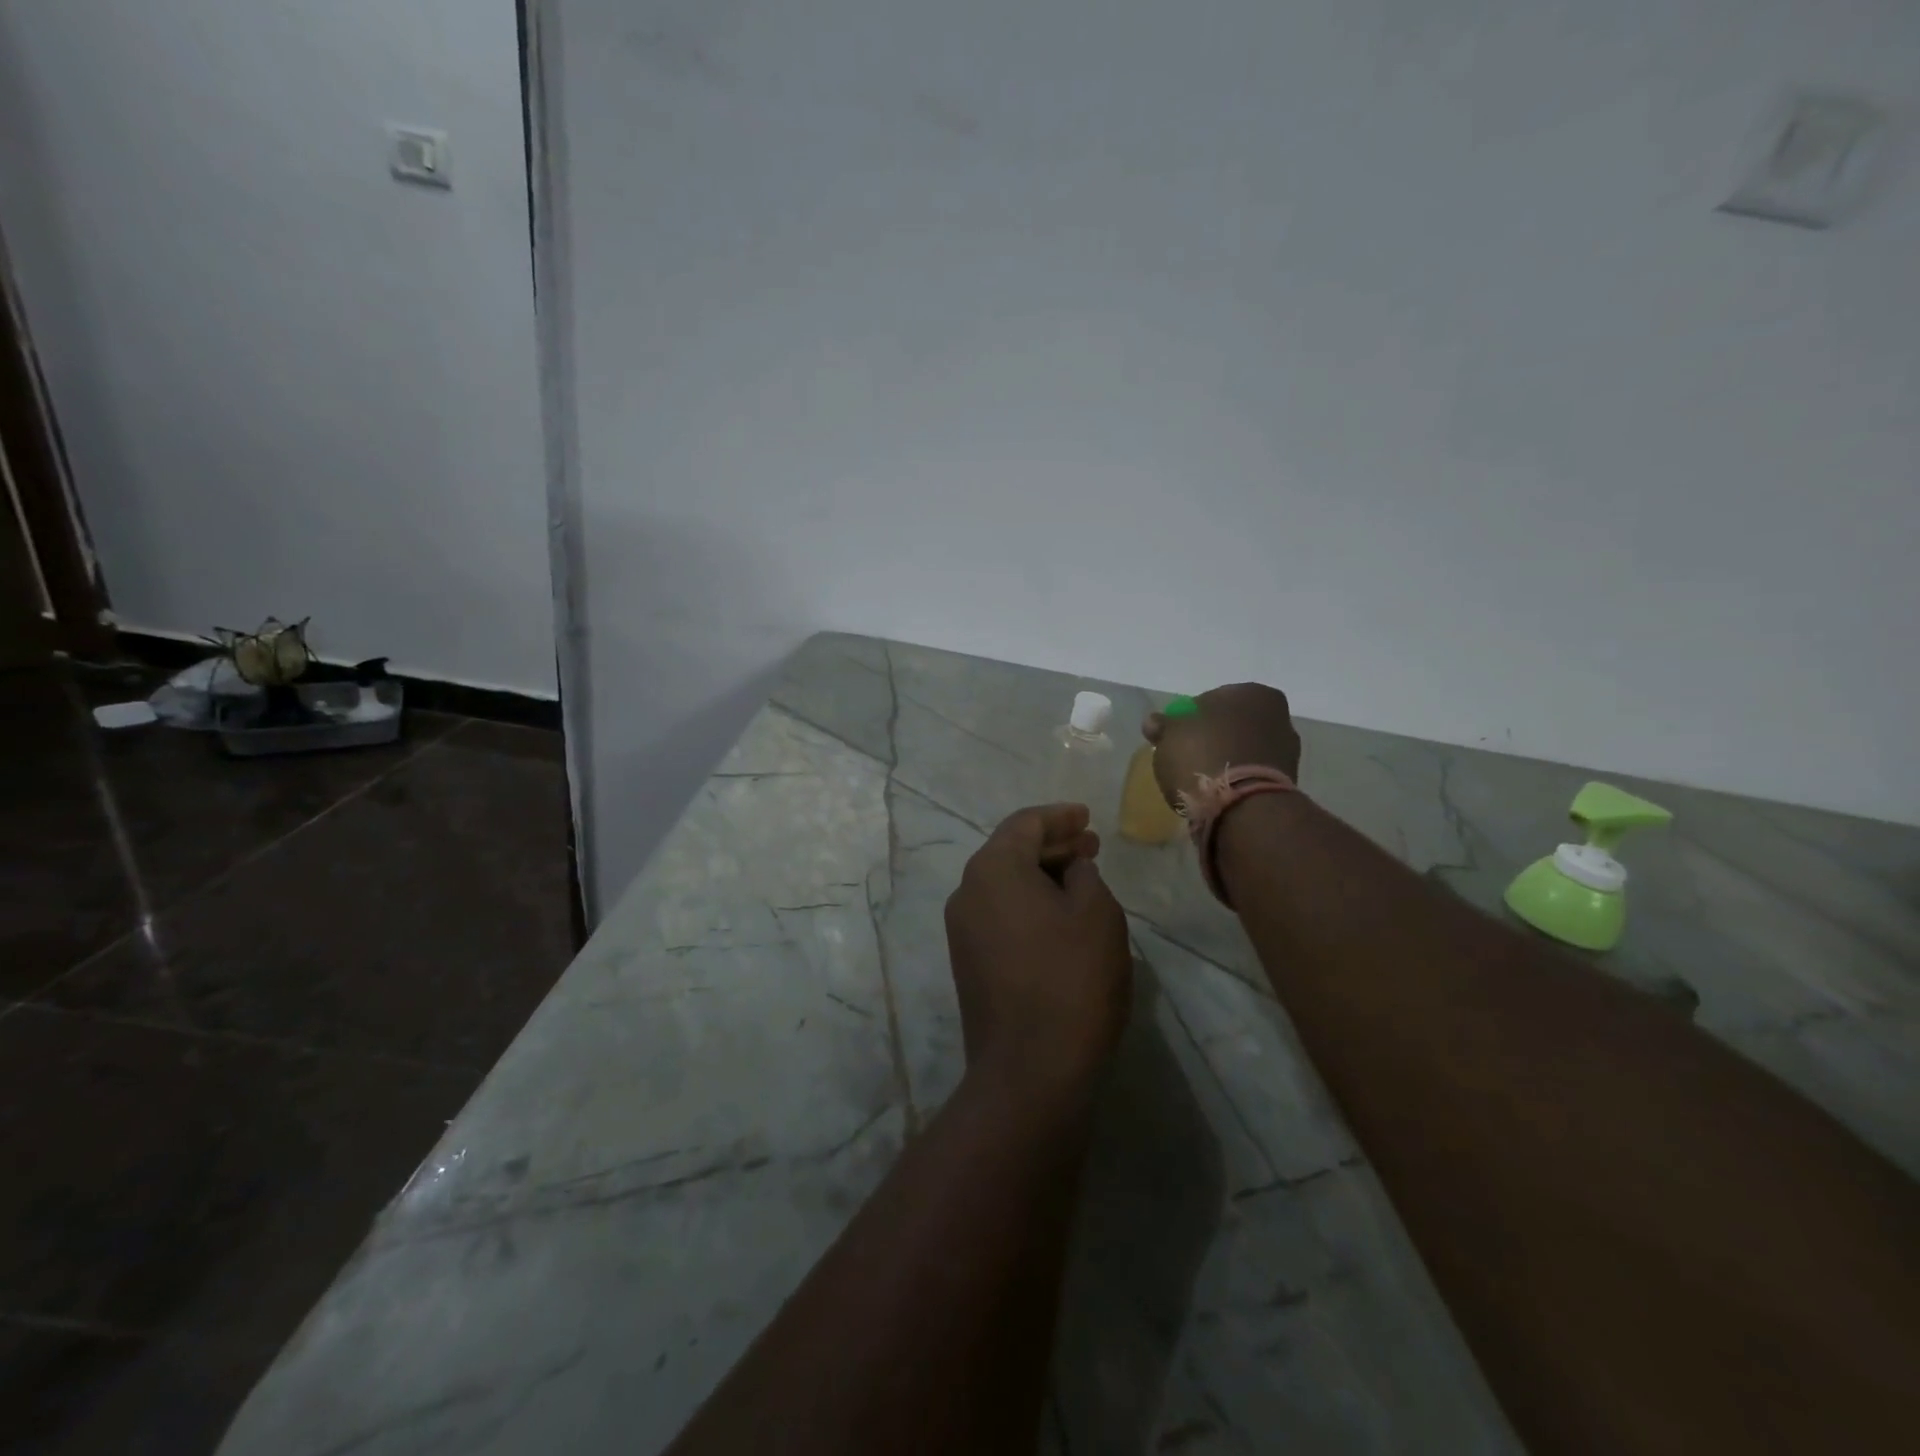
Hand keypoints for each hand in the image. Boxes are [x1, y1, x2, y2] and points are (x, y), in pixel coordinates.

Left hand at [944, 804, 1132, 1100]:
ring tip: (1081, 878)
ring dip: (1041, 875)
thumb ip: (1084, 874)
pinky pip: (999, 913)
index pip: (1024, 824)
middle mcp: (967, 891)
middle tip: (1091, 846)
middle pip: (1010, 851)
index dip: (1059, 816)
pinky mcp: (967, 961)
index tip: (1087, 816)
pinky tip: (1059, 915)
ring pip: (1004, 884)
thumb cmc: (1071, 980)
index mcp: (993, 869)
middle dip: (1052, 845)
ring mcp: (962, 929)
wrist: (1029, 1070)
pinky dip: (1029, 903)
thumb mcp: (1097, 914)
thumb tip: (1069, 869)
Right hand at [1143, 684, 1302, 807]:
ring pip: (1243, 750)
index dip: (1188, 719)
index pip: (1210, 700)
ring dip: (1226, 759)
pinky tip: (1219, 793)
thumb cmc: (1203, 756)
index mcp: (1252, 693)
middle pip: (1231, 725)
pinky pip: (1252, 774)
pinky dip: (1237, 779)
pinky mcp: (1286, 783)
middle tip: (1187, 758)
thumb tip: (1155, 722)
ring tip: (1202, 780)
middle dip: (1212, 738)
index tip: (1175, 738)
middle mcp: (1277, 716)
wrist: (1242, 808)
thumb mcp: (1169, 736)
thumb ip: (1163, 725)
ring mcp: (1286, 750)